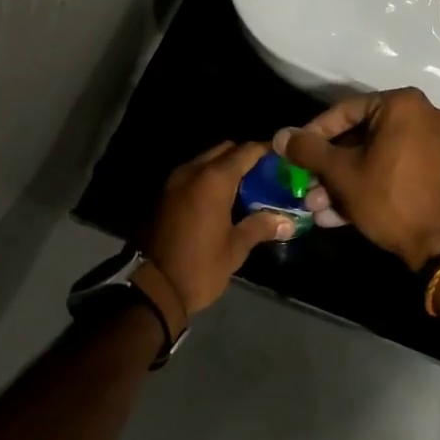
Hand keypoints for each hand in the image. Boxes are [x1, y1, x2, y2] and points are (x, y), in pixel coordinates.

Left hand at [139, 141, 293, 314]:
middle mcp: (193, 171)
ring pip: (206, 160)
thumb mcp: (235, 248)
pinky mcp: (164, 194)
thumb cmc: (199, 267)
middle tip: (264, 176)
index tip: (282, 160)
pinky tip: (221, 200)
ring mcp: (175, 181)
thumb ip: (260, 226)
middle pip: (225, 149)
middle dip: (245, 157)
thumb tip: (287, 221)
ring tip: (245, 188)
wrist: (152, 289)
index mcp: (214, 180)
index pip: (246, 151)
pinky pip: (193, 174)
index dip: (266, 151)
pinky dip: (208, 179)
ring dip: (225, 167)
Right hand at [274, 88, 439, 269]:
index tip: (294, 154)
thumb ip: (309, 150)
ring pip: (377, 156)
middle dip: (329, 167)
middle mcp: (424, 115)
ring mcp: (436, 143)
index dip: (314, 134)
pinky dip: (370, 185)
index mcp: (402, 104)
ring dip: (345, 182)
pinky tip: (340, 216)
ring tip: (318, 209)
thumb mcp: (342, 174)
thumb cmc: (390, 199)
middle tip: (306, 187)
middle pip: (362, 136)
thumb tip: (280, 136)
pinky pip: (396, 169)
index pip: (345, 111)